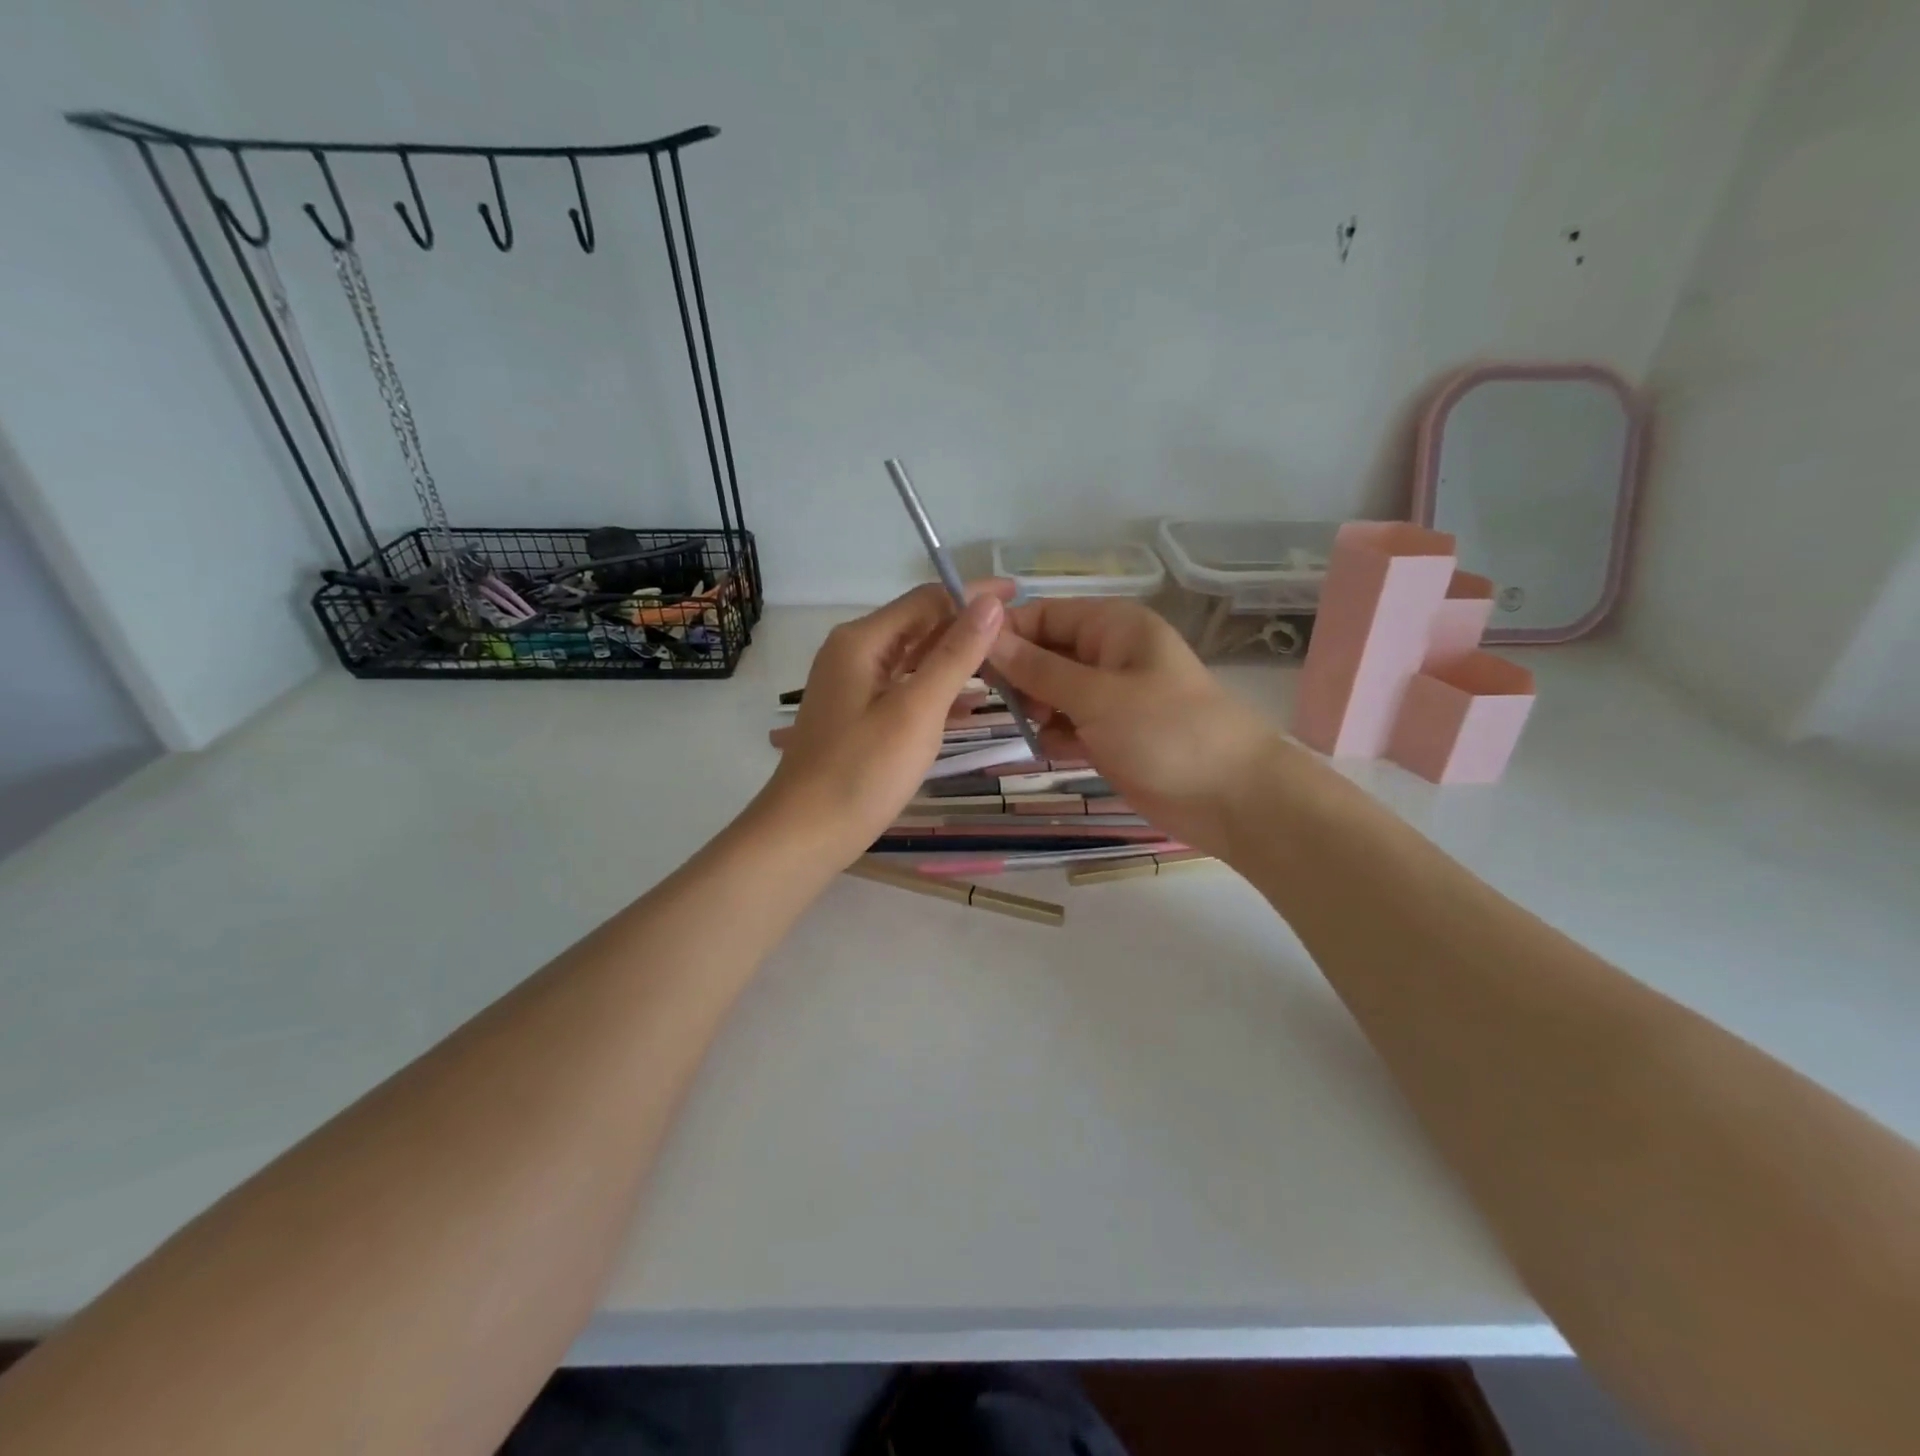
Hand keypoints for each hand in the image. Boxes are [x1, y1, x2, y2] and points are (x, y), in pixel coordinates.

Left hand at [759, 581, 1015, 865]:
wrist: (805, 834)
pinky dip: (937, 691)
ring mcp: (854, 687)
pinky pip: (905, 689)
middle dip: (967, 628)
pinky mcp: (858, 717)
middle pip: (919, 626)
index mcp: (862, 641)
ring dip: (956, 660)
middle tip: (1021, 638)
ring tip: (1007, 666)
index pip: (927, 599)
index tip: (1021, 596)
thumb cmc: (862, 771)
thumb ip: (955, 655)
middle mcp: (854, 653)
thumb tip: (989, 602)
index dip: (974, 595)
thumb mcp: (916, 710)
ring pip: (914, 660)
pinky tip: (971, 704)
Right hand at [985, 597, 1290, 858]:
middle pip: (1045, 653)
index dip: (1006, 633)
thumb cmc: (1166, 732)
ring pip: (1052, 693)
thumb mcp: (1096, 696)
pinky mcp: (1112, 736)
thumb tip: (987, 639)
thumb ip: (1039, 669)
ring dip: (1036, 709)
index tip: (967, 659)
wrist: (1232, 798)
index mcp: (1113, 627)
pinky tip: (1051, 751)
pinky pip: (1069, 726)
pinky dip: (1056, 737)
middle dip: (1019, 676)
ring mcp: (1111, 698)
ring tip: (1031, 728)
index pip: (1044, 614)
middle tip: (995, 703)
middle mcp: (1109, 655)